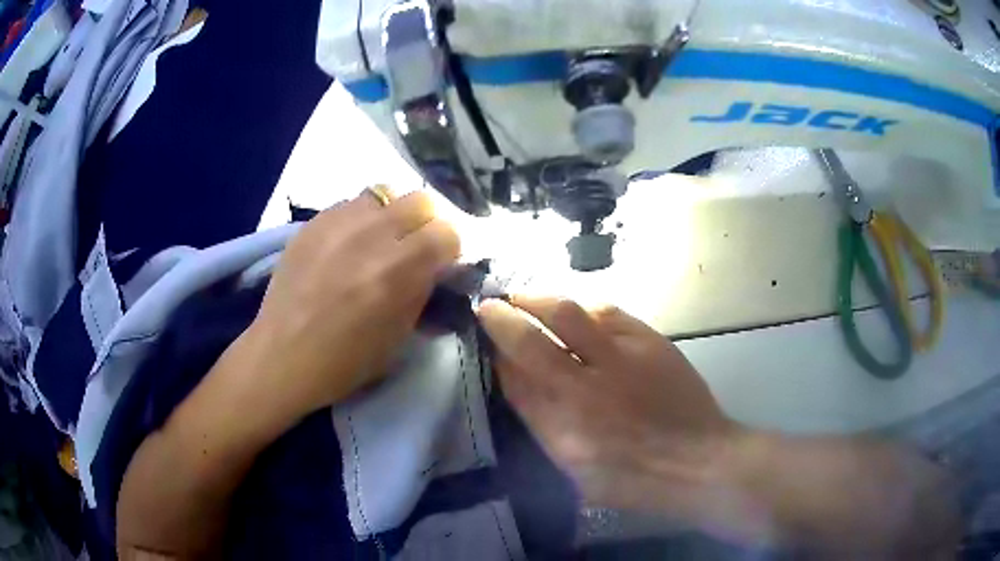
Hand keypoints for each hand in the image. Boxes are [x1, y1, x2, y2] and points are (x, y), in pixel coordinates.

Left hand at [246, 190, 459, 422]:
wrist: (282, 357)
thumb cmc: (345, 362)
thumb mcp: (399, 336)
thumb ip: (423, 292)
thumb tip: (436, 269)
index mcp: (398, 270)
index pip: (447, 232)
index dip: (448, 250)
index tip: (439, 265)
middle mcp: (371, 235)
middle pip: (420, 200)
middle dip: (424, 224)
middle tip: (411, 249)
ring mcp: (338, 223)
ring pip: (384, 194)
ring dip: (390, 216)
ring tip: (376, 241)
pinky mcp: (312, 222)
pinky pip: (349, 204)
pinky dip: (359, 220)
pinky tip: (346, 245)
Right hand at [477, 297, 733, 516]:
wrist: (699, 463)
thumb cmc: (635, 482)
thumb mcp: (577, 475)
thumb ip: (543, 429)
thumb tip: (517, 382)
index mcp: (562, 433)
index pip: (513, 382)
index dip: (493, 354)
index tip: (483, 338)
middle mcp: (585, 391)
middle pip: (529, 341)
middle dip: (501, 318)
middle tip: (489, 305)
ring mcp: (620, 361)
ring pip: (567, 314)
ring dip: (537, 300)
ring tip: (525, 297)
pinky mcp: (650, 342)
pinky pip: (607, 311)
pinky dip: (583, 307)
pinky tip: (576, 310)